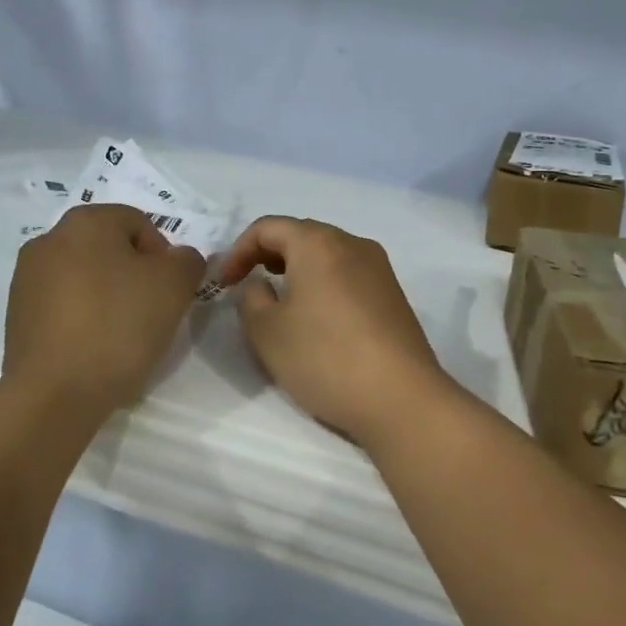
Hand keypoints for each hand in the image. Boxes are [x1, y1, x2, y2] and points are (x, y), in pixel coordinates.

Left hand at [2, 205, 205, 423]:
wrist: (55, 394)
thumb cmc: (119, 325)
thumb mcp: (175, 285)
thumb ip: (187, 260)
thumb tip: (178, 260)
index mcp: (85, 221)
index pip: (140, 224)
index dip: (164, 257)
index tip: (169, 293)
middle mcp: (49, 239)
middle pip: (110, 250)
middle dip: (135, 277)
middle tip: (152, 313)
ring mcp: (27, 279)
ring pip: (87, 279)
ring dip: (109, 299)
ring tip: (123, 336)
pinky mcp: (17, 317)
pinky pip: (65, 307)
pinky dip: (84, 320)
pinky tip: (95, 350)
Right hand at [214, 217, 457, 448]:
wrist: (401, 397)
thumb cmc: (325, 358)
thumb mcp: (267, 332)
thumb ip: (251, 299)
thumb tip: (261, 285)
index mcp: (318, 242)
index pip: (268, 227)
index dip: (238, 251)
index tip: (224, 284)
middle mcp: (352, 243)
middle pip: (301, 235)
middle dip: (268, 255)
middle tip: (248, 285)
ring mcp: (379, 267)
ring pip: (328, 254)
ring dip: (298, 269)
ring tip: (280, 301)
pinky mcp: (393, 294)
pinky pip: (348, 274)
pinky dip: (324, 284)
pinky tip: (318, 318)